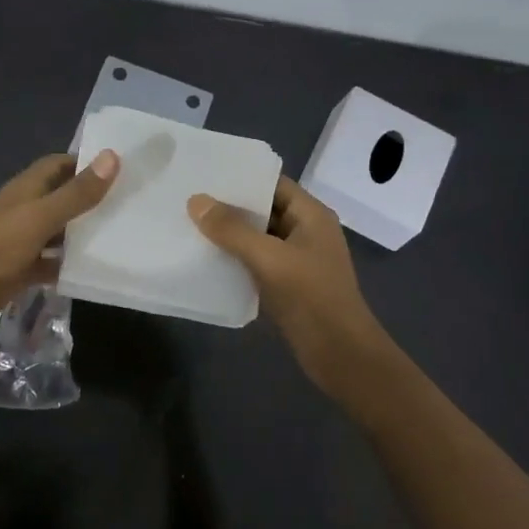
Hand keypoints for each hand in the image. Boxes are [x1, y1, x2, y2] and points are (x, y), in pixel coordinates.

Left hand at [0, 150, 118, 341]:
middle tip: (132, 202)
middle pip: (63, 196)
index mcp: (26, 189)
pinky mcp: (22, 269)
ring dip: (84, 231)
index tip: (122, 168)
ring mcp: (23, 241)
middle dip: (92, 198)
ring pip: (60, 230)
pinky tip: (97, 270)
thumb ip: (76, 193)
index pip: (60, 164)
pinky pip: (53, 261)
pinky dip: (71, 263)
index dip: (87, 163)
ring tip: (124, 233)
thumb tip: (111, 156)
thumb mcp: (40, 219)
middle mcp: (25, 210)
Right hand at [187, 177, 393, 394]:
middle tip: (188, 199)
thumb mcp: (269, 258)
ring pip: (258, 237)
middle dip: (229, 206)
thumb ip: (232, 230)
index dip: (241, 178)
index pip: (273, 184)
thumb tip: (196, 201)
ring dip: (230, 234)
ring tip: (189, 225)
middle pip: (264, 209)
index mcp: (311, 215)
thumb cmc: (311, 297)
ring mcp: (297, 259)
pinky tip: (206, 259)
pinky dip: (235, 258)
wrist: (339, 353)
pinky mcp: (287, 284)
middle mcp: (306, 231)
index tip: (204, 174)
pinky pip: (257, 261)